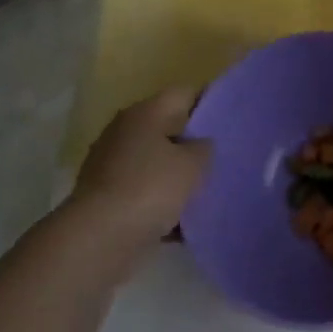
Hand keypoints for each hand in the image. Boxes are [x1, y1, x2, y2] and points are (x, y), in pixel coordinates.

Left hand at [68, 87, 211, 246]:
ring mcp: (112, 164)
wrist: (99, 238)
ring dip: (178, 174)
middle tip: (225, 156)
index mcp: (144, 113)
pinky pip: (145, 191)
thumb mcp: (194, 164)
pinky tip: (185, 218)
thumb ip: (204, 147)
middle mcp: (124, 131)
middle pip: (169, 128)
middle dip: (195, 142)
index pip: (185, 93)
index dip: (211, 102)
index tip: (234, 119)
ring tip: (208, 189)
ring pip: (157, 162)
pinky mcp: (107, 196)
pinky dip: (162, 201)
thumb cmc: (150, 188)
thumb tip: (199, 144)